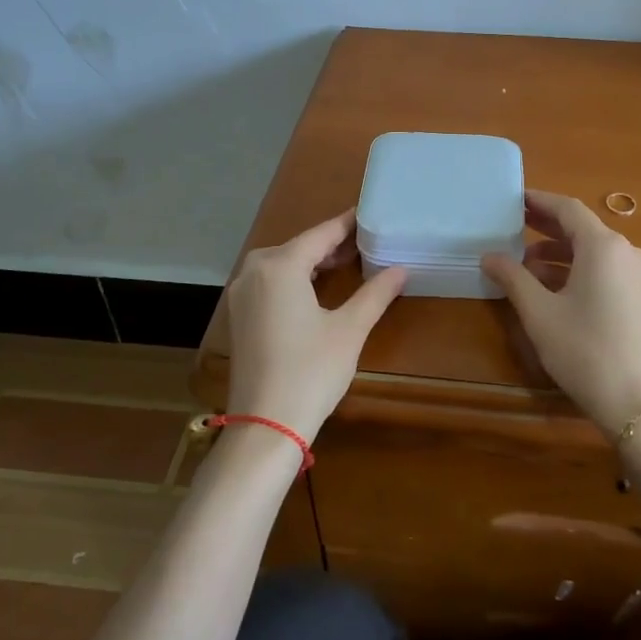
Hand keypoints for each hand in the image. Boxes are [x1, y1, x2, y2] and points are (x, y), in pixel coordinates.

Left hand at [225, 210, 406, 441]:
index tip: (369, 213)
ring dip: (313, 260)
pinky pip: (270, 281)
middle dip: (331, 243)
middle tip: (366, 241)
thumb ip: (375, 294)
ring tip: (348, 261)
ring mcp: (242, 293)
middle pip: (299, 245)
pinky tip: (317, 286)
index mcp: (280, 265)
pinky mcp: (239, 315)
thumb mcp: (350, 329)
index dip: (347, 224)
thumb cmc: (311, 371)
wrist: (265, 426)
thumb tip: (401, 270)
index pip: (321, 234)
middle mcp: (254, 271)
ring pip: (282, 263)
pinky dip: (295, 277)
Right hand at [481, 190, 640, 435]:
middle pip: (583, 228)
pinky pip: (607, 270)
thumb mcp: (540, 313)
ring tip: (525, 267)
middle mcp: (628, 251)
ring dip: (560, 254)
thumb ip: (513, 278)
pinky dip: (579, 271)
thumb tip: (489, 257)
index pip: (568, 209)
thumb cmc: (585, 351)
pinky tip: (553, 289)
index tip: (514, 199)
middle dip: (547, 227)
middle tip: (513, 226)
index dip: (539, 201)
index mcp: (604, 246)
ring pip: (594, 252)